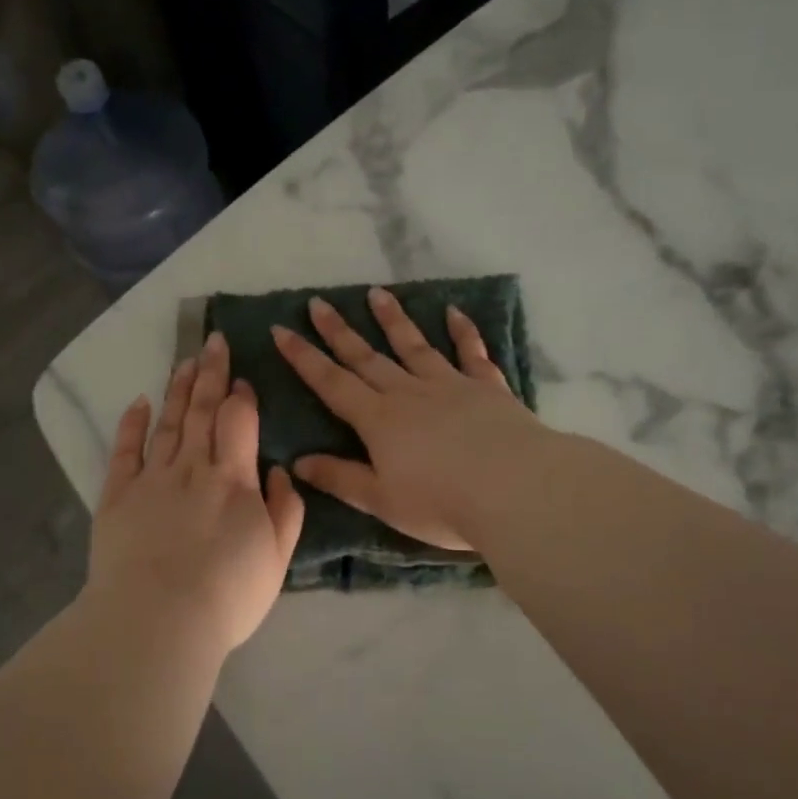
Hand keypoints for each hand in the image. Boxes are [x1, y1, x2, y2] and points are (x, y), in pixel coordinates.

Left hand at [88, 331, 306, 655]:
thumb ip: (285, 510)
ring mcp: (151, 479)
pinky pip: (124, 451)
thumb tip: (278, 470)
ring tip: (184, 362)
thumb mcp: (277, 559)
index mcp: (233, 480)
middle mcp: (192, 468)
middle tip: (212, 342)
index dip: (241, 396)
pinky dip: (131, 424)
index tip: (242, 378)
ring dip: (177, 389)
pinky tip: (139, 402)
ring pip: (167, 423)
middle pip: (201, 411)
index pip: (238, 422)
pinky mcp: (117, 496)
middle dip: (209, 374)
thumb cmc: (227, 595)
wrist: (158, 621)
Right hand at [273, 288, 547, 550]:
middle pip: (367, 357)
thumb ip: (340, 478)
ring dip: (394, 320)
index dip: (304, 357)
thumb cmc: (441, 504)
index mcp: (379, 420)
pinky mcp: (487, 388)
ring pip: (414, 346)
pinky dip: (463, 332)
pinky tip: (455, 313)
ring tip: (377, 294)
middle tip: (319, 302)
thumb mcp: (381, 500)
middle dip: (339, 331)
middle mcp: (409, 394)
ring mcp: (450, 385)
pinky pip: (471, 354)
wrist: (515, 489)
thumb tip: (297, 462)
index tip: (282, 329)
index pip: (332, 383)